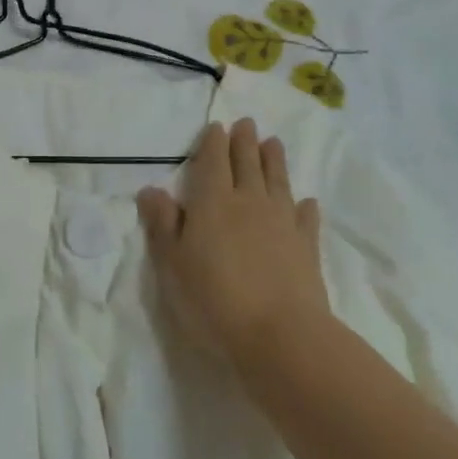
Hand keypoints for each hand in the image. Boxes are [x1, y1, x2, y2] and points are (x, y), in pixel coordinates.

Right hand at [137, 118, 329, 369]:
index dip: (214, 142)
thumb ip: (162, 223)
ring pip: (277, 181)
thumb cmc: (214, 299)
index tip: (217, 126)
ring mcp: (281, 222)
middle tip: (247, 123)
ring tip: (274, 143)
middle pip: (247, 163)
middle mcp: (248, 201)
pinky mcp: (306, 248)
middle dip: (245, 141)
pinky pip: (305, 219)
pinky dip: (305, 207)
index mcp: (213, 201)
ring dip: (274, 161)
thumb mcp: (173, 263)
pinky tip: (307, 202)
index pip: (213, 161)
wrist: (281, 336)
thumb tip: (150, 189)